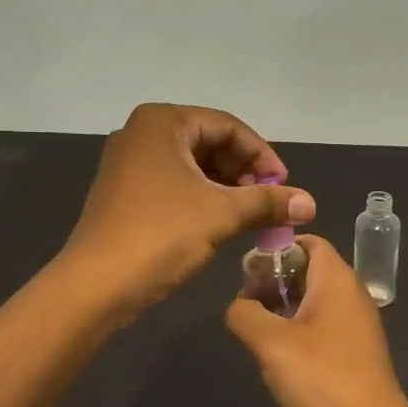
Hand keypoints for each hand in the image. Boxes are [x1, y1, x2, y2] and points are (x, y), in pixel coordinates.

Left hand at [63, 103, 315, 312]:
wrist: (96, 284)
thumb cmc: (160, 235)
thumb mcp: (221, 214)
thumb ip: (268, 202)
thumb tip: (311, 203)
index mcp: (162, 122)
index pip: (228, 126)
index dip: (262, 156)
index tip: (284, 186)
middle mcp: (142, 133)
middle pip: (209, 142)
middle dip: (244, 172)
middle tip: (268, 202)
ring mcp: (129, 162)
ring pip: (192, 165)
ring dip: (226, 187)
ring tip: (250, 216)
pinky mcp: (124, 191)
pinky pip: (174, 182)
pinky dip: (202, 197)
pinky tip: (220, 222)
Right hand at [225, 235, 407, 406]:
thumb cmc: (323, 378)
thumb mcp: (271, 343)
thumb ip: (245, 314)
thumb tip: (239, 306)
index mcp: (337, 280)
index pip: (308, 241)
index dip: (277, 247)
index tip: (247, 269)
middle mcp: (350, 296)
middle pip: (308, 270)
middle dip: (274, 280)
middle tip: (244, 301)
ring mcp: (354, 327)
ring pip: (312, 301)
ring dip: (282, 309)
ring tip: (253, 329)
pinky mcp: (352, 354)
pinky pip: (320, 328)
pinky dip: (296, 332)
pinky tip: (275, 355)